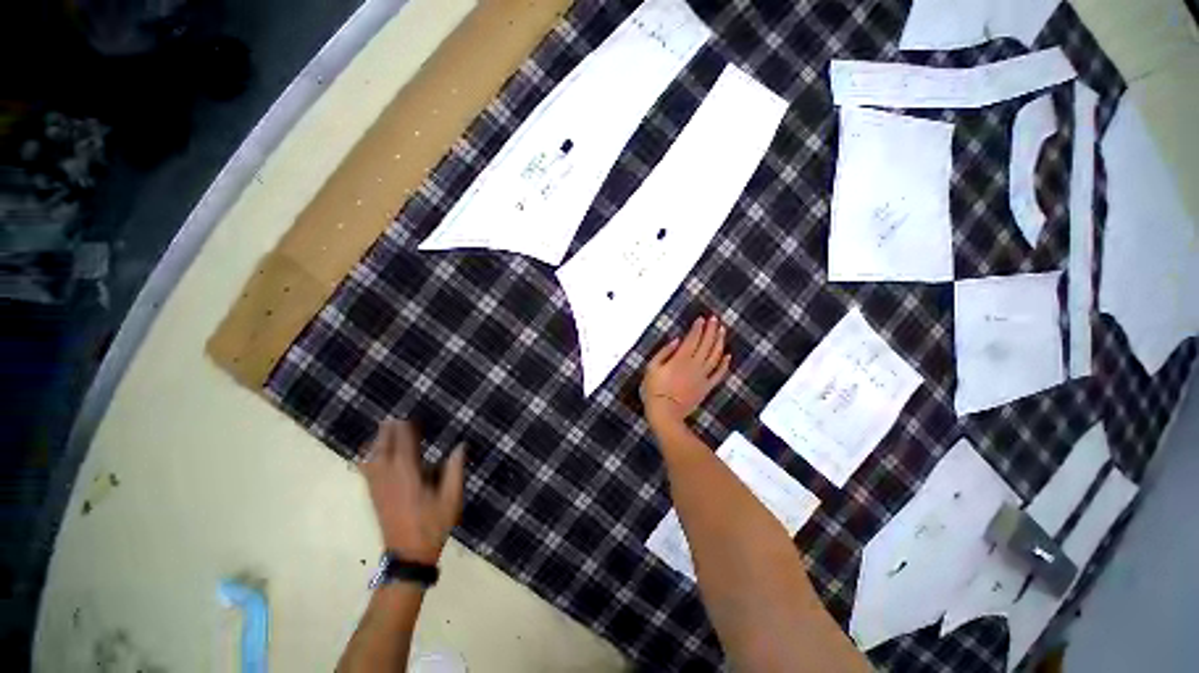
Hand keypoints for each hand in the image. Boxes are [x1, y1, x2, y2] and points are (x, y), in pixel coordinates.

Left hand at [359, 419, 464, 564]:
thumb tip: (460, 446)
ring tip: (384, 430)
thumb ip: (455, 470)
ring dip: (378, 442)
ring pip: (372, 458)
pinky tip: (372, 453)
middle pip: (384, 448)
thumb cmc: (433, 524)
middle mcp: (389, 478)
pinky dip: (369, 457)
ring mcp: (378, 487)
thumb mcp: (451, 498)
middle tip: (394, 417)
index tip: (410, 416)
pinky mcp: (374, 496)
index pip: (404, 445)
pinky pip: (367, 470)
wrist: (408, 555)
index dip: (406, 429)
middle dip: (389, 432)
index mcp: (408, 475)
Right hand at [641, 316, 731, 427]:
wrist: (665, 413)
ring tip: (722, 331)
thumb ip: (664, 352)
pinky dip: (725, 364)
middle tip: (715, 319)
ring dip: (719, 342)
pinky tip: (728, 355)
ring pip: (715, 356)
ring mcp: (702, 377)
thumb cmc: (654, 390)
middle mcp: (694, 365)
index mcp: (680, 359)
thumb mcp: (651, 368)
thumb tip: (676, 340)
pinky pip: (719, 374)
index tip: (702, 319)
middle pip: (706, 344)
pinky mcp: (706, 387)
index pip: (692, 339)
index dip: (698, 328)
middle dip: (711, 330)